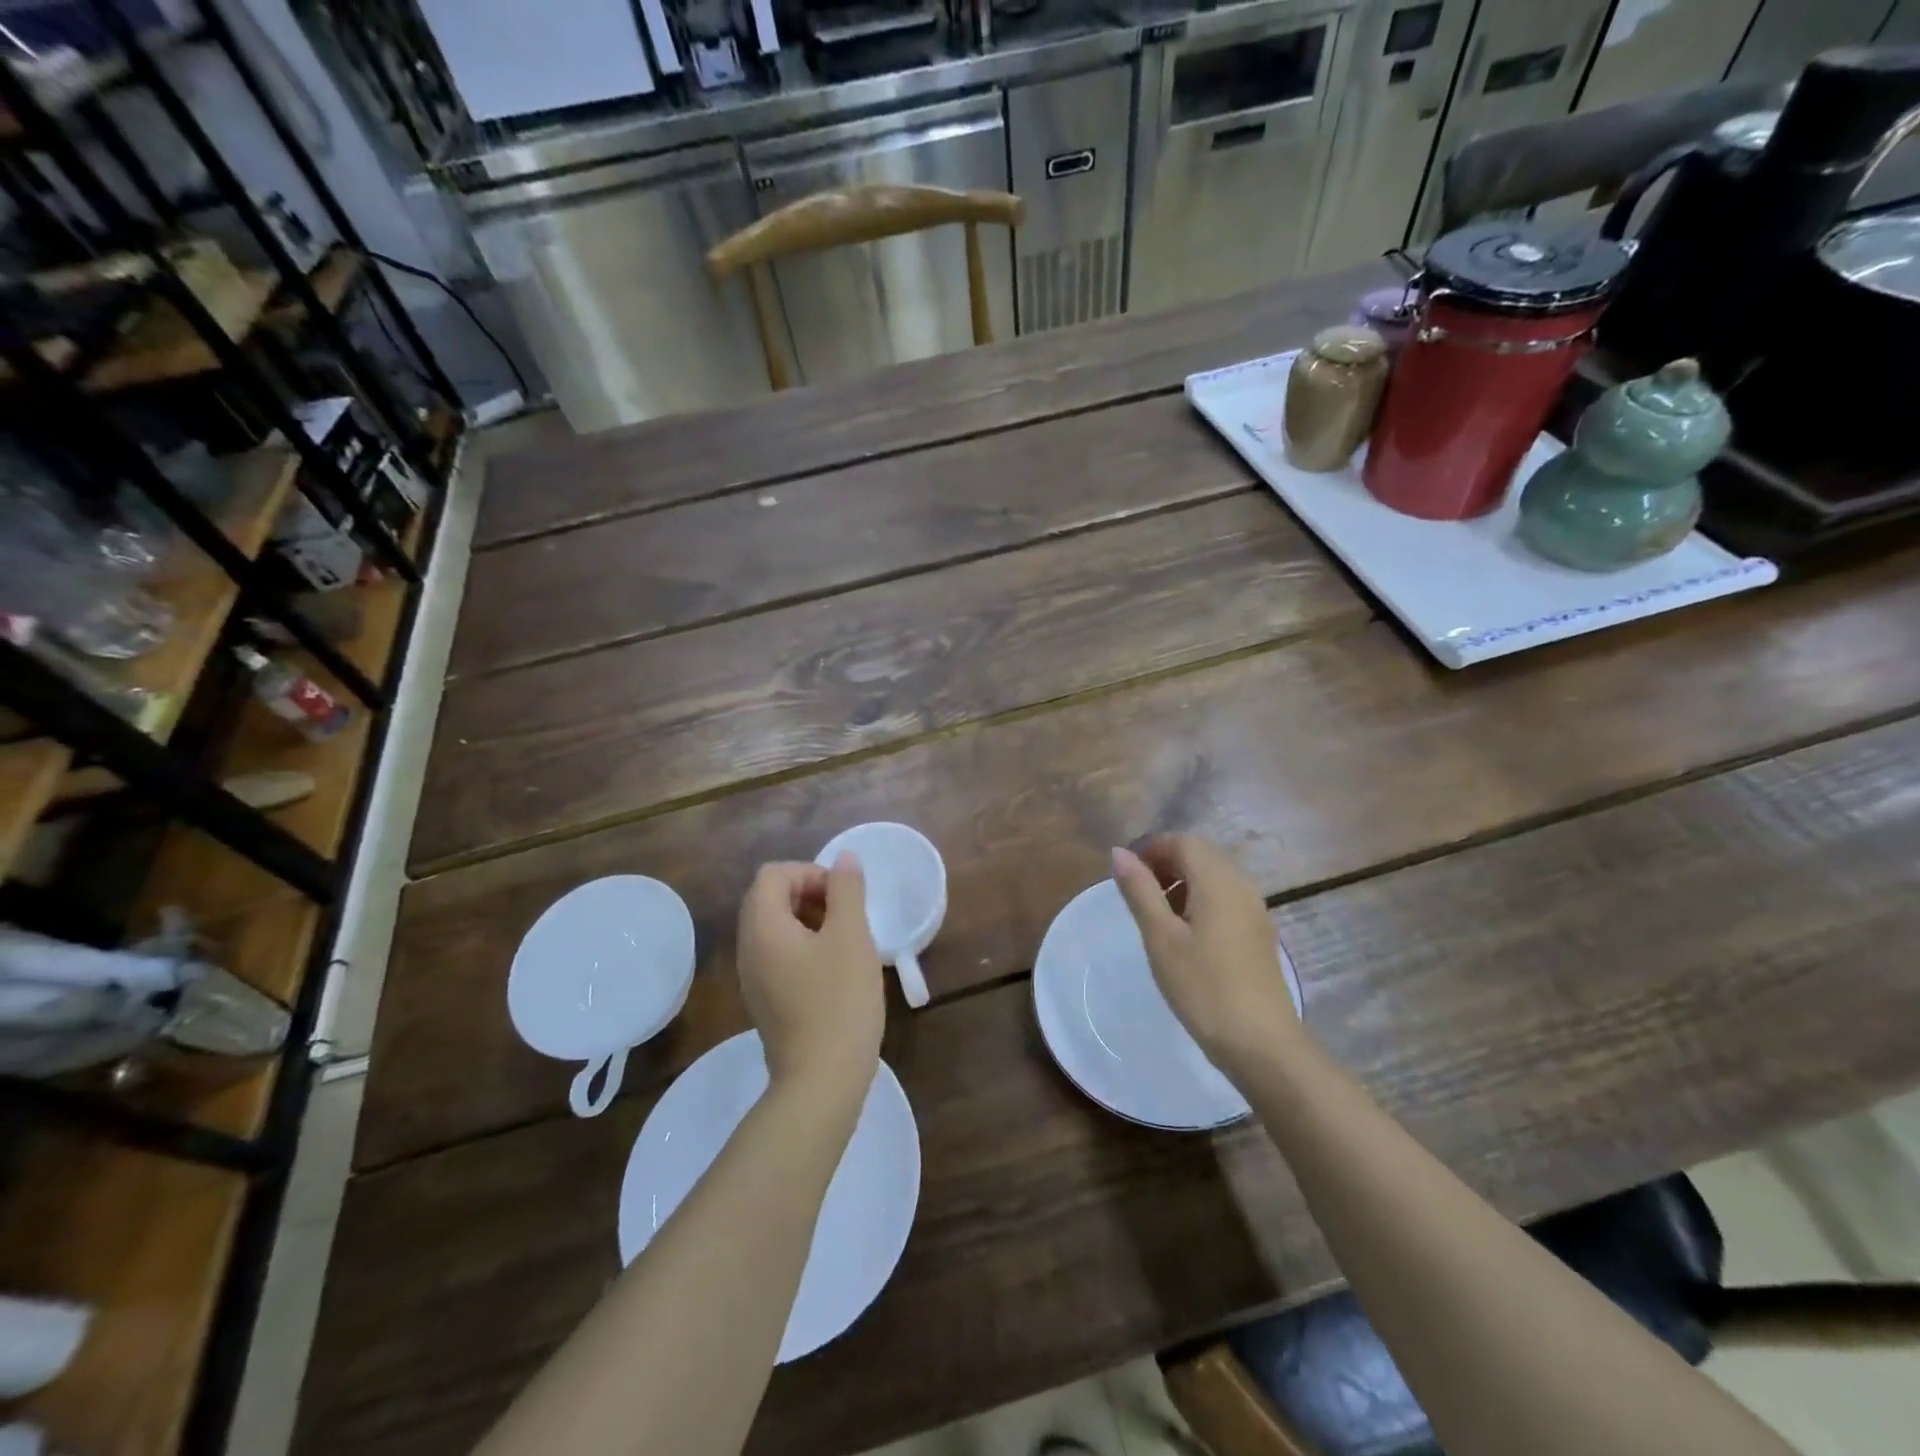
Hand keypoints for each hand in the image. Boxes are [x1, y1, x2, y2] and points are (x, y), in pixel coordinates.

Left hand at [736, 854, 884, 1100]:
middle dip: (809, 893)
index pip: (774, 874)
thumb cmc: (839, 1001)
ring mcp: (753, 977)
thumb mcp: (851, 937)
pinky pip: (777, 953)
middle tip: (846, 913)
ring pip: (774, 926)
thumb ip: (847, 890)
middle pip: (769, 897)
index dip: (810, 872)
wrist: (821, 1081)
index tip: (843, 896)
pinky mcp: (765, 999)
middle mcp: (748, 948)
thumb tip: (844, 858)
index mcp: (762, 927)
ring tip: (845, 939)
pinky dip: (803, 945)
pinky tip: (834, 968)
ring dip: (808, 919)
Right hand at [1111, 836, 1299, 1074]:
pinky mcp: (1260, 934)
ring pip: (1215, 876)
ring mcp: (1256, 910)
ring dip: (1183, 882)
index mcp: (1218, 881)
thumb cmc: (1203, 987)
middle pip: (1201, 854)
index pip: (1183, 842)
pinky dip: (1201, 900)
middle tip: (1137, 893)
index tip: (1126, 874)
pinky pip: (1227, 898)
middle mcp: (1242, 886)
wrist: (1262, 1044)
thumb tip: (1119, 853)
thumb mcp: (1161, 938)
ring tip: (1158, 916)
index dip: (1151, 848)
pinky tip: (1186, 935)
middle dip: (1166, 863)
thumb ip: (1140, 891)